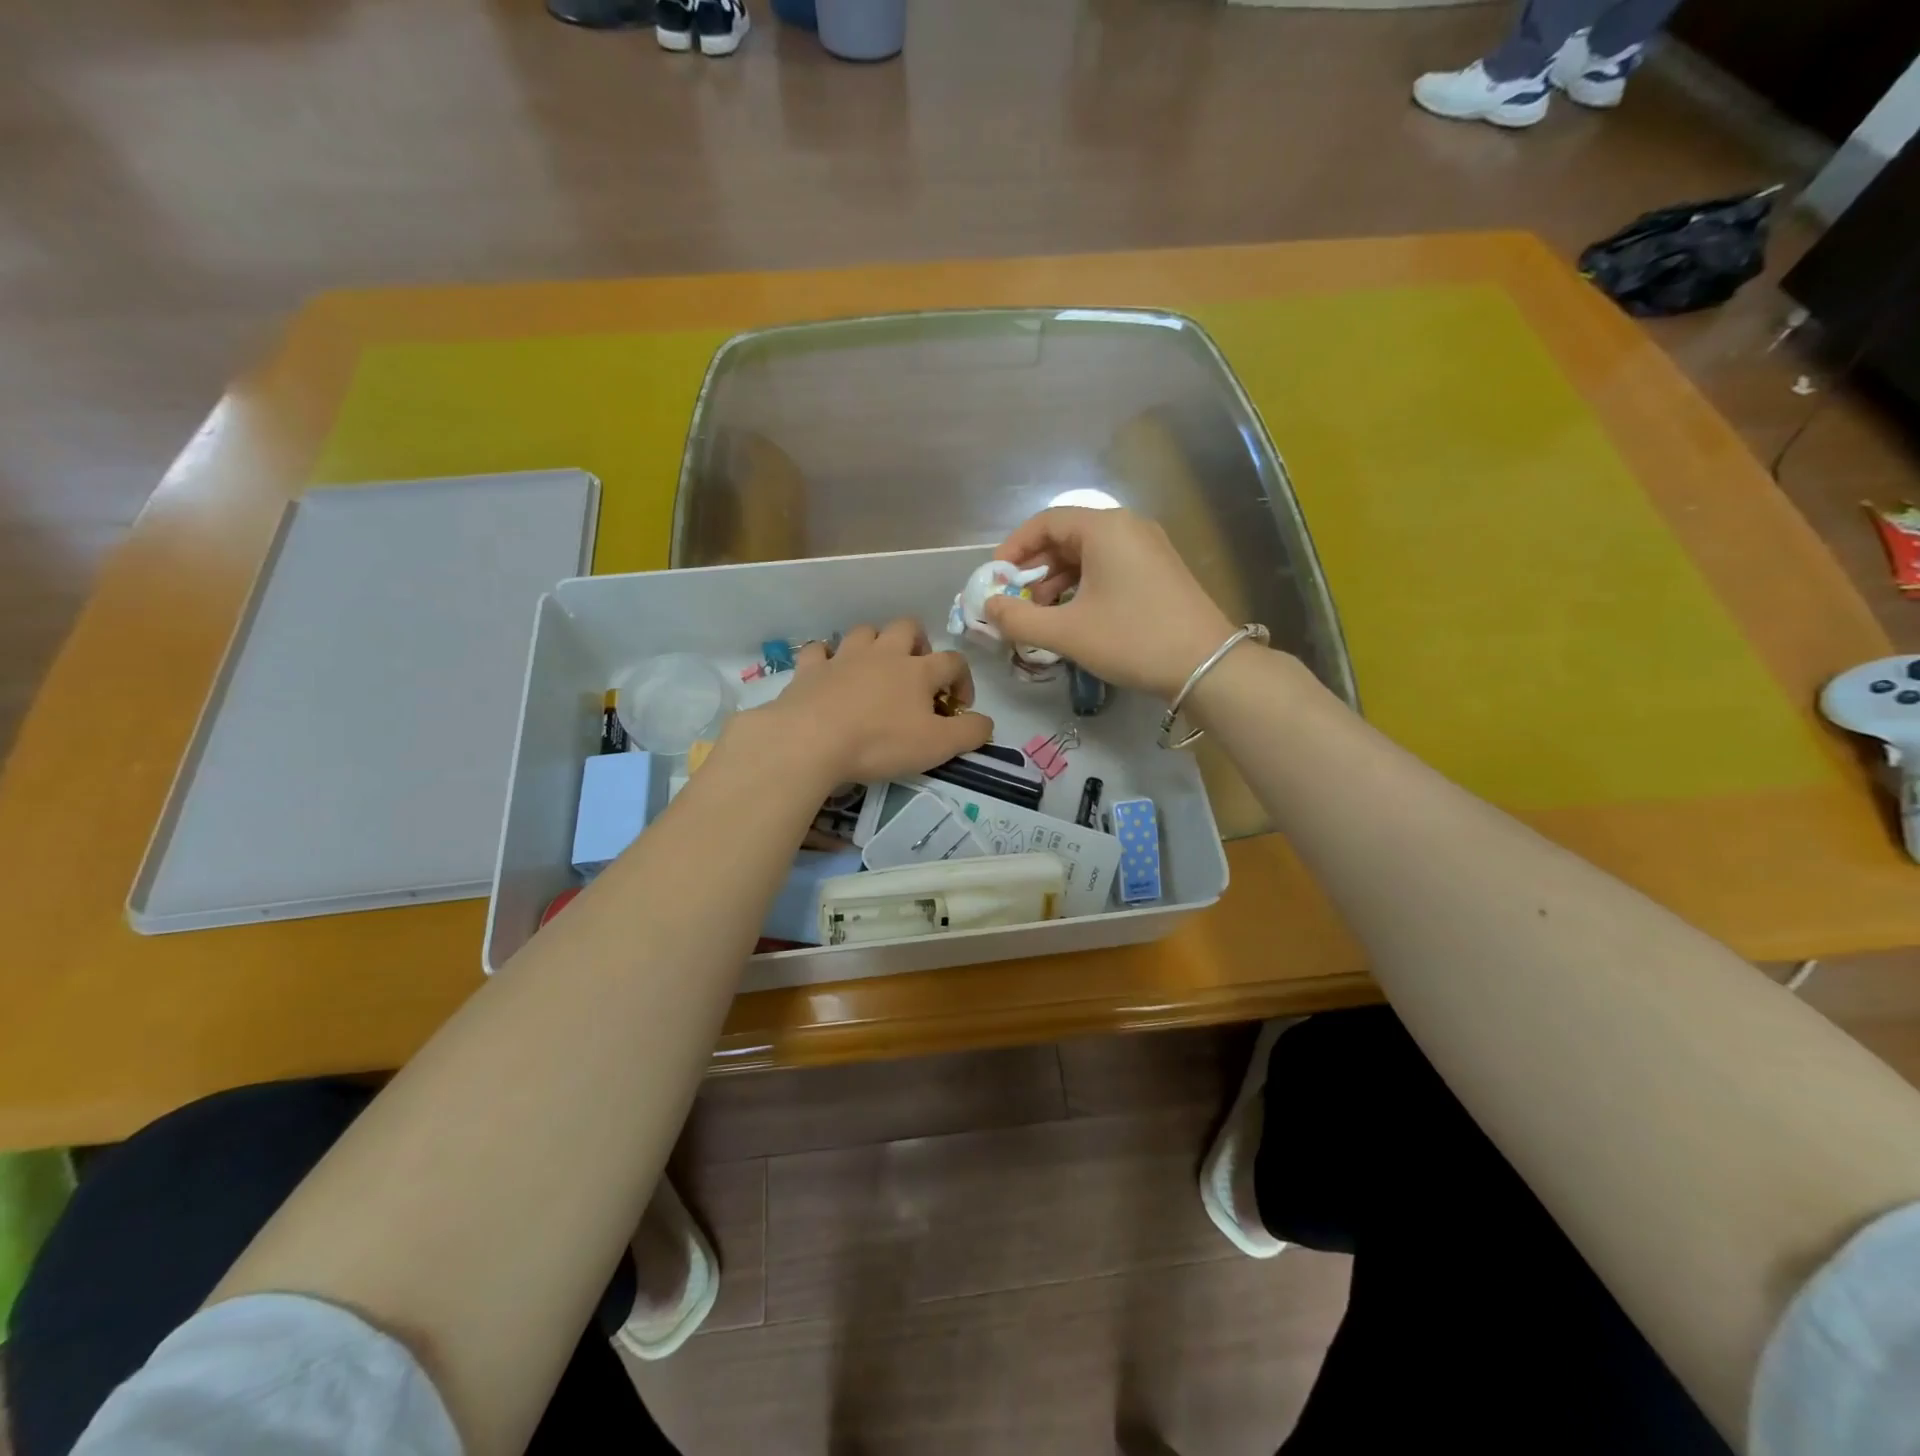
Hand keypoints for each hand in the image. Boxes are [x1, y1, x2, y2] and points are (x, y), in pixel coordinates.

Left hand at [735, 619, 992, 787]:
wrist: (811, 740)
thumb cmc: (880, 742)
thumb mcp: (938, 746)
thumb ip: (969, 733)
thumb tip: (986, 723)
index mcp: (917, 671)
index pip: (952, 661)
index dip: (963, 679)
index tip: (959, 705)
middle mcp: (883, 654)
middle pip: (907, 627)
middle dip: (919, 643)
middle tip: (918, 672)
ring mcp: (843, 657)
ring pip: (865, 631)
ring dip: (875, 644)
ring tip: (876, 668)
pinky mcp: (810, 669)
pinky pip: (818, 650)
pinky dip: (826, 657)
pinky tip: (828, 671)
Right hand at [984, 507, 1237, 697]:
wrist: (1206, 665)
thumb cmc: (1132, 640)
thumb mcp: (1067, 633)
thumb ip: (1019, 619)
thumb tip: (988, 607)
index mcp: (1105, 528)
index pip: (1046, 522)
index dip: (1014, 548)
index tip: (995, 578)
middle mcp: (1128, 527)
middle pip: (1067, 536)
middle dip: (1035, 568)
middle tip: (1016, 600)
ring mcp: (1148, 548)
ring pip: (1088, 554)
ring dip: (1058, 581)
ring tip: (1041, 615)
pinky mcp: (1159, 570)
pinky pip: (1109, 566)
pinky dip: (1083, 586)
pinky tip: (1074, 616)